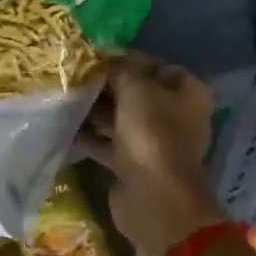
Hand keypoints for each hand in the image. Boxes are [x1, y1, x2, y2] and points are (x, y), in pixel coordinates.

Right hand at [79, 52, 225, 255]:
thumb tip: (107, 58)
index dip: (130, 60)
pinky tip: (67, 127)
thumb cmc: (151, 135)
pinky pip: (111, 144)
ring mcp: (155, 143)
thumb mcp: (135, 90)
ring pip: (122, 119)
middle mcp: (176, 116)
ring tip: (68, 99)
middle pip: (139, 93)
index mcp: (188, 94)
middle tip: (77, 77)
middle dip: (110, 86)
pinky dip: (92, 137)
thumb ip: (120, 70)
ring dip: (98, 111)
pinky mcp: (135, 165)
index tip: (98, 57)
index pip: (157, 66)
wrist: (153, 199)